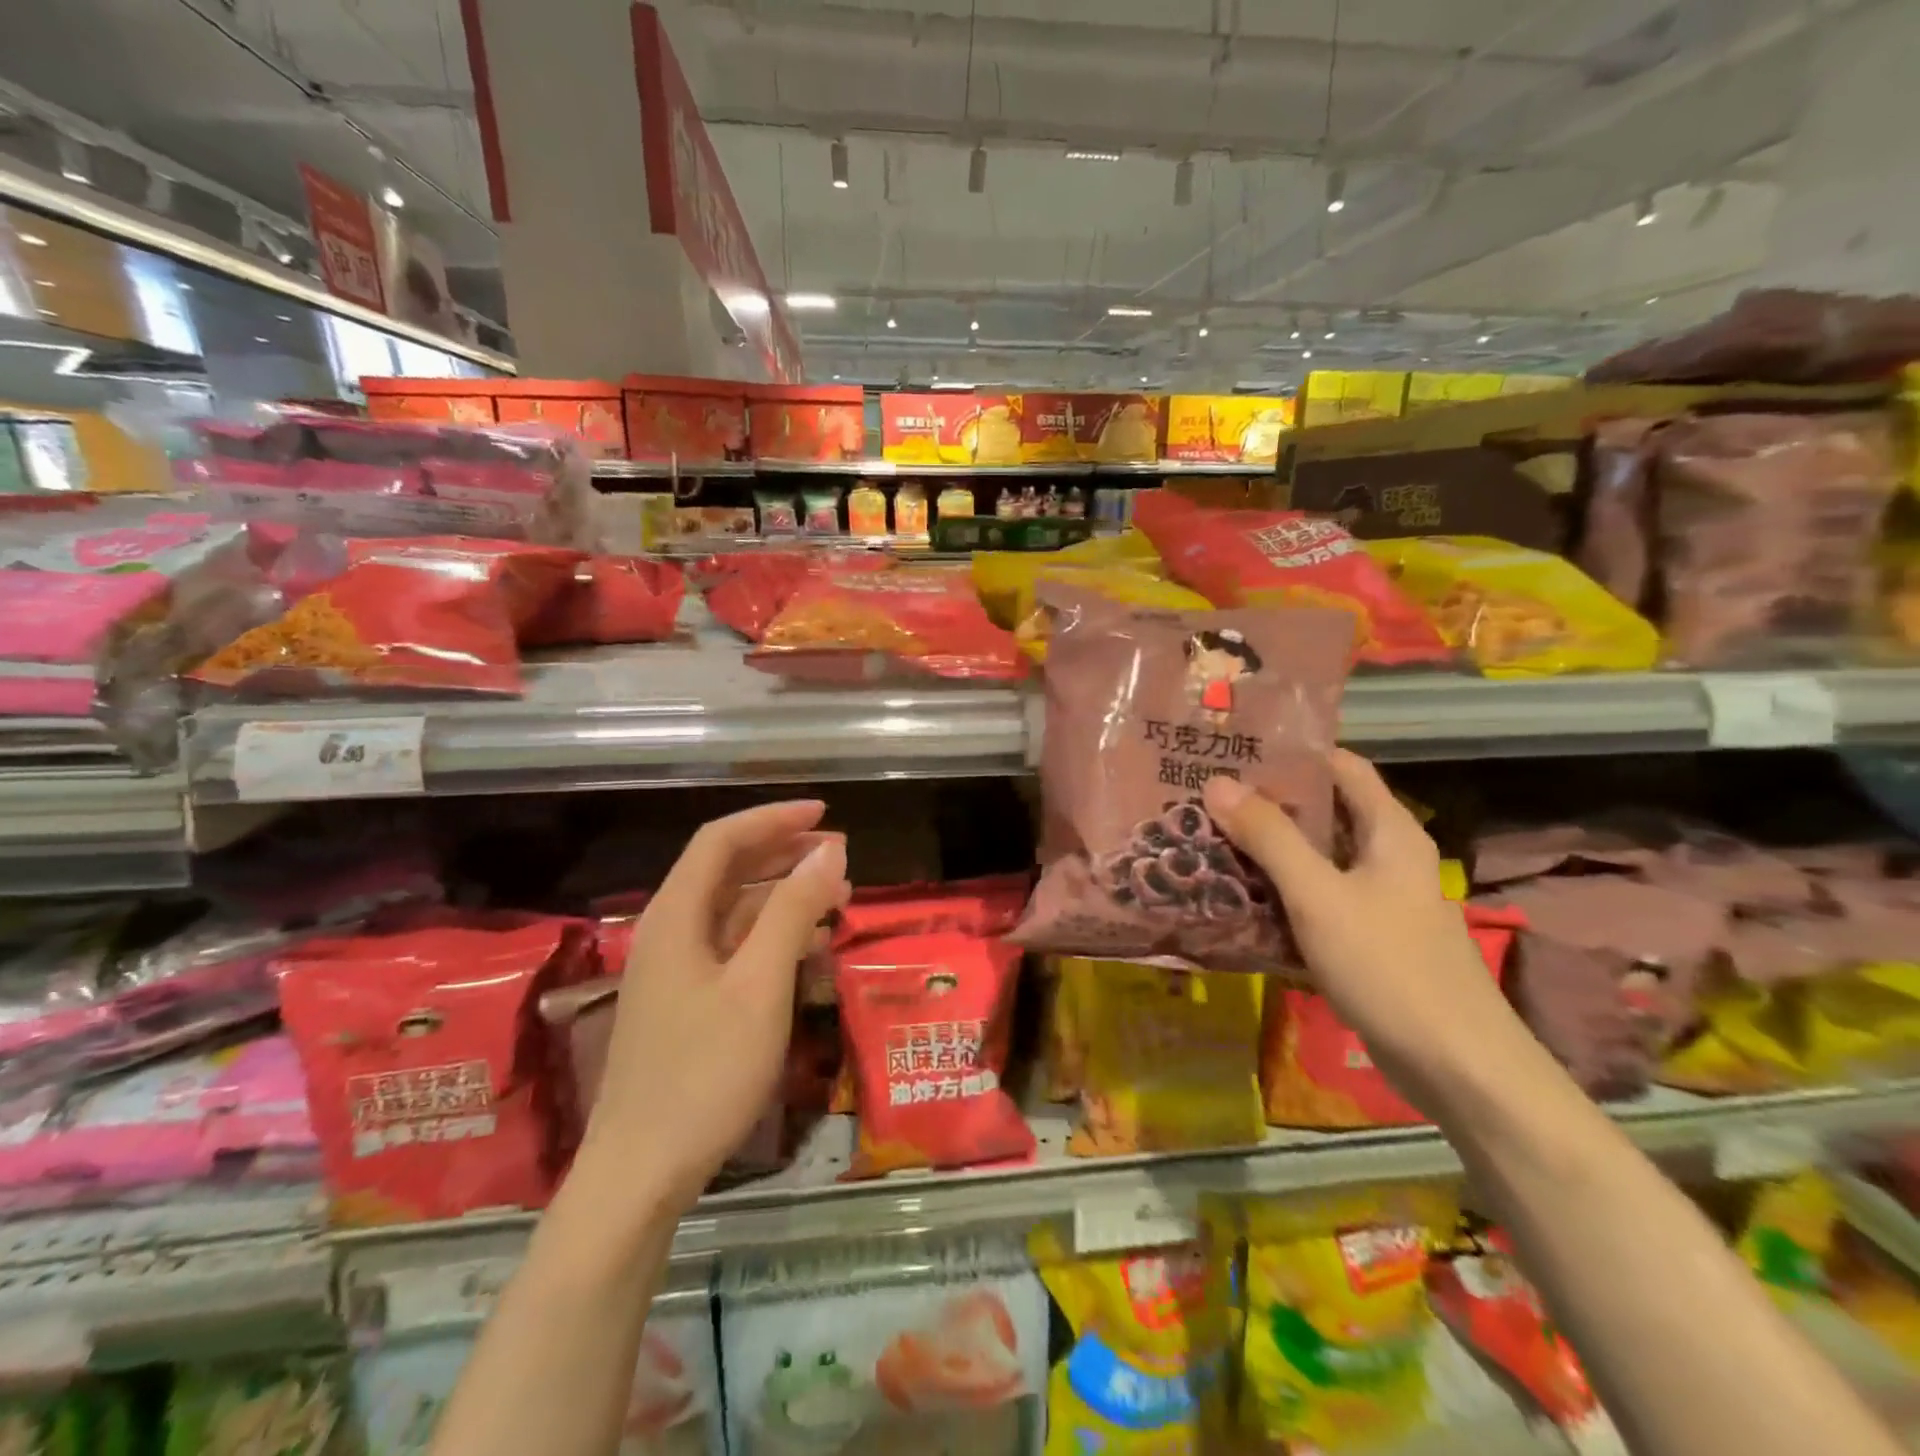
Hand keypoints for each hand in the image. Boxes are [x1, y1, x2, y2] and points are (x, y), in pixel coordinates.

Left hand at [579, 800, 850, 1209]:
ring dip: (782, 894)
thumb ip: (792, 911)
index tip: (824, 814)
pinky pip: (732, 947)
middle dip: (782, 852)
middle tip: (838, 853)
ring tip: (836, 895)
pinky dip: (771, 934)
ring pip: (732, 910)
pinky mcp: (685, 1002)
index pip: (721, 840)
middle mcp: (669, 932)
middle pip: (725, 870)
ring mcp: (675, 970)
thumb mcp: (759, 985)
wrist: (640, 1175)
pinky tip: (808, 947)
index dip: (772, 818)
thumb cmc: (703, 1073)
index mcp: (675, 917)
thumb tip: (829, 851)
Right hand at [1203, 751, 1525, 1111]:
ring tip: (1207, 838)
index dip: (1291, 752)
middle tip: (1204, 794)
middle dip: (1266, 803)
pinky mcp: (1364, 940)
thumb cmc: (1390, 966)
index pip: (1340, 766)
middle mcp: (1386, 857)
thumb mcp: (1319, 895)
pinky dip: (1278, 893)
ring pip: (1314, 860)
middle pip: (1322, 813)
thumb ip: (1269, 837)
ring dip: (1266, 850)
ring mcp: (1377, 901)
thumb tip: (1217, 782)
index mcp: (1390, 831)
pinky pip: (1313, 901)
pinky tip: (1235, 897)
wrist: (1457, 1067)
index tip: (1234, 748)